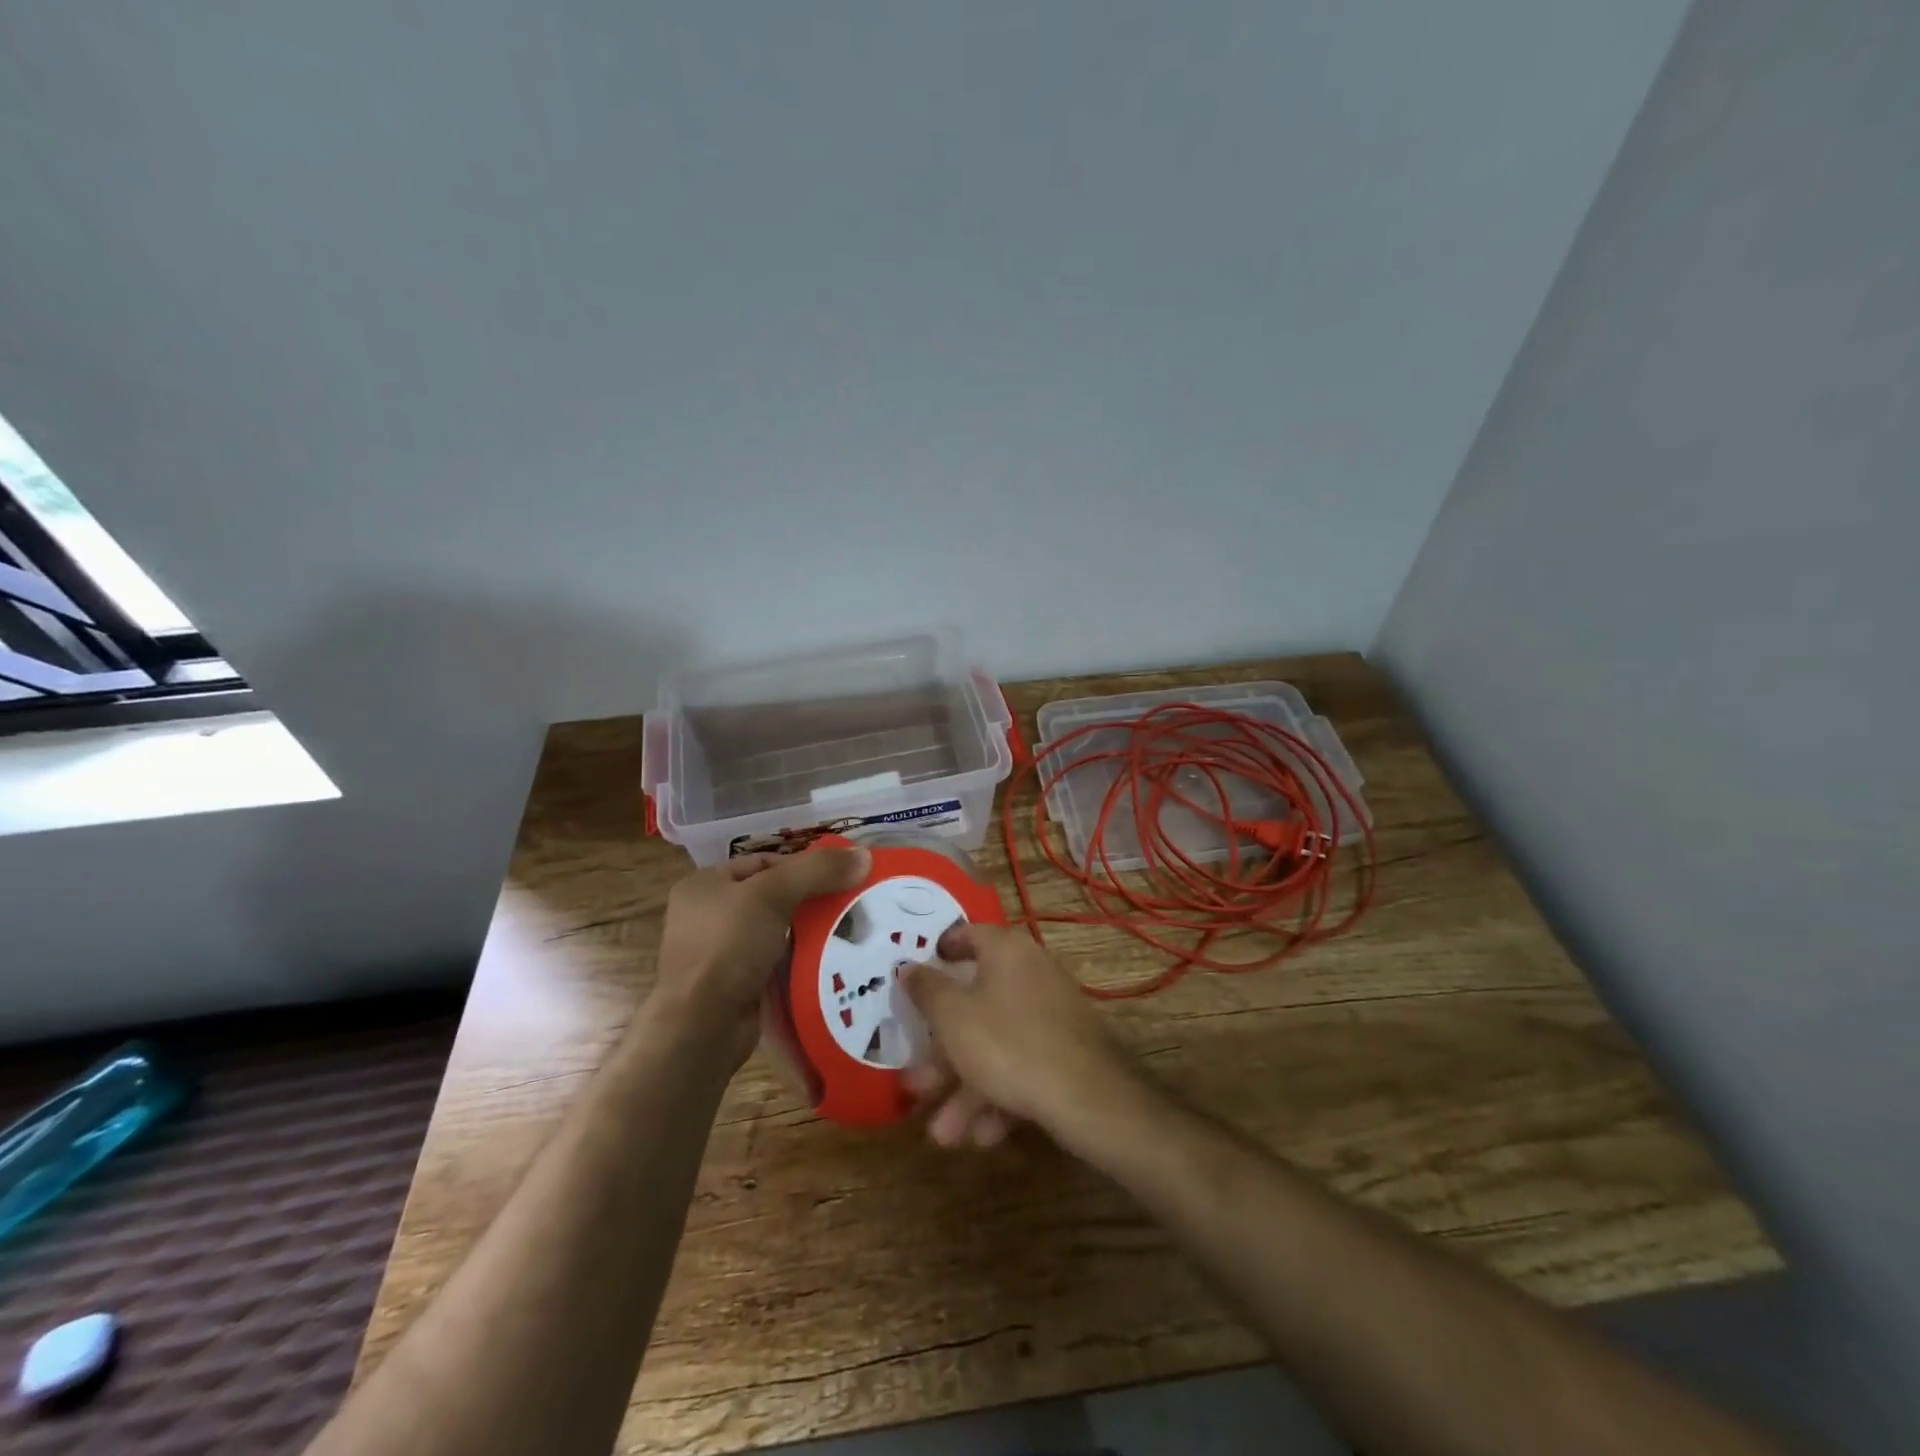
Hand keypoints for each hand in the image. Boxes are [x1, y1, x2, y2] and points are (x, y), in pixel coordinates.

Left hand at [652, 847, 870, 1065]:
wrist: (702, 1027)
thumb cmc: (728, 946)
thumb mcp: (772, 894)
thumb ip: (817, 870)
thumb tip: (864, 855)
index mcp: (705, 885)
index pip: (763, 863)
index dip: (803, 866)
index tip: (840, 876)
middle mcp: (709, 915)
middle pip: (773, 896)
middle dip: (812, 901)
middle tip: (851, 903)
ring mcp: (722, 954)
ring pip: (778, 932)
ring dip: (810, 933)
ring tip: (850, 931)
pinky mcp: (737, 986)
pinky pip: (778, 963)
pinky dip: (801, 961)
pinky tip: (831, 961)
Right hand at [900, 922, 1136, 1147]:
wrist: (1086, 1096)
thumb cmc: (1006, 1042)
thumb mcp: (952, 1016)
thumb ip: (925, 989)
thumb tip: (907, 965)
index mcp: (1006, 951)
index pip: (970, 934)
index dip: (943, 949)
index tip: (919, 970)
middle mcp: (1032, 972)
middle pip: (977, 1005)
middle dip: (944, 1051)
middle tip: (918, 1082)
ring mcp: (1052, 1012)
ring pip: (997, 1044)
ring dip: (966, 1088)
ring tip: (945, 1135)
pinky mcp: (1066, 1050)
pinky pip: (1023, 1064)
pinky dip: (1000, 1094)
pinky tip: (983, 1135)